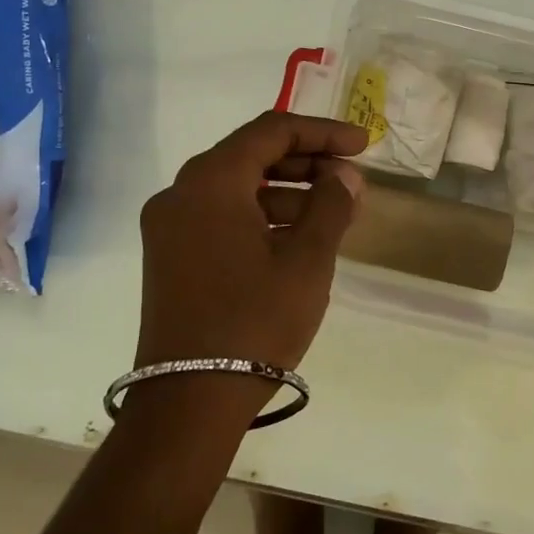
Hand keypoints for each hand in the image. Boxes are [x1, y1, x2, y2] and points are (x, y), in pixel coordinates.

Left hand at [137, 111, 365, 371]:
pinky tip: (298, 241)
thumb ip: (331, 205)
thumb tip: (344, 176)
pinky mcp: (170, 258)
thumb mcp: (307, 260)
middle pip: (252, 156)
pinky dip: (262, 218)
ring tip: (334, 216)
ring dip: (288, 194)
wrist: (189, 402)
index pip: (272, 131)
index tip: (363, 145)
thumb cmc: (255, 320)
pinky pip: (222, 218)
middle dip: (307, 163)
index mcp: (210, 181)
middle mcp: (181, 193)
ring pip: (238, 189)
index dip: (323, 132)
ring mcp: (169, 228)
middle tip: (351, 181)